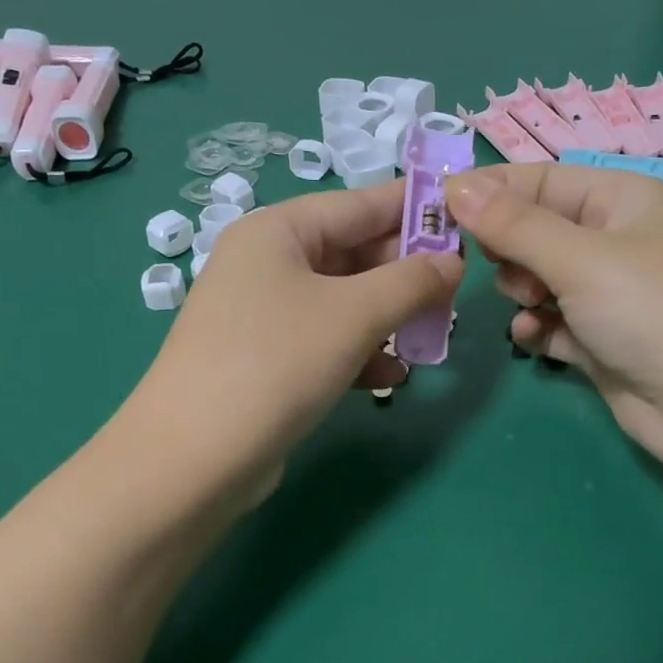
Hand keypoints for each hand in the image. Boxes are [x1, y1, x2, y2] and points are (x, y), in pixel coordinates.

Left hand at [125, 181, 462, 499]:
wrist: (196, 458)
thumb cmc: (277, 363)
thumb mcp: (354, 315)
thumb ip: (411, 282)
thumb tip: (453, 263)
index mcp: (279, 230)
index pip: (360, 204)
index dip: (415, 209)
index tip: (466, 217)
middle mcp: (267, 263)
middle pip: (353, 254)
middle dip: (405, 275)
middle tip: (455, 295)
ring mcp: (263, 315)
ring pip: (344, 303)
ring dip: (388, 319)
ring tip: (431, 339)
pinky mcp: (266, 361)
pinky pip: (325, 342)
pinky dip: (359, 353)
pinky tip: (390, 377)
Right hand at [445, 163, 662, 532]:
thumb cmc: (654, 312)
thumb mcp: (581, 259)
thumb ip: (514, 226)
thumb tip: (455, 186)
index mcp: (622, 200)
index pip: (541, 181)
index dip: (491, 192)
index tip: (438, 209)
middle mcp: (615, 241)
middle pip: (536, 231)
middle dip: (510, 250)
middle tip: (507, 272)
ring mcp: (609, 295)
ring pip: (539, 279)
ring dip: (522, 292)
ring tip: (532, 307)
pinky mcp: (602, 341)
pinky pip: (552, 322)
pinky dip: (537, 327)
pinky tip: (532, 337)